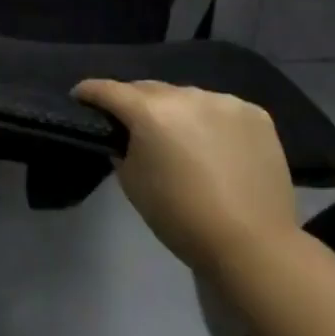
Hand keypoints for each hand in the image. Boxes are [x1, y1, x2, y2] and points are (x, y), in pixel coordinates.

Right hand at [72, 80, 298, 275]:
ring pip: (187, 97)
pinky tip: (218, 145)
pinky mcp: (254, 114)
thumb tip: (126, 137)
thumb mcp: (134, 184)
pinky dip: (213, 121)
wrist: (254, 246)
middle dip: (135, 102)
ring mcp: (222, 101)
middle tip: (133, 123)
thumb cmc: (182, 218)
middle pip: (148, 89)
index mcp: (149, 111)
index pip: (108, 89)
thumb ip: (123, 150)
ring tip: (183, 137)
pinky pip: (222, 109)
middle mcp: (184, 94)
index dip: (89, 91)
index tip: (80, 96)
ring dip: (178, 111)